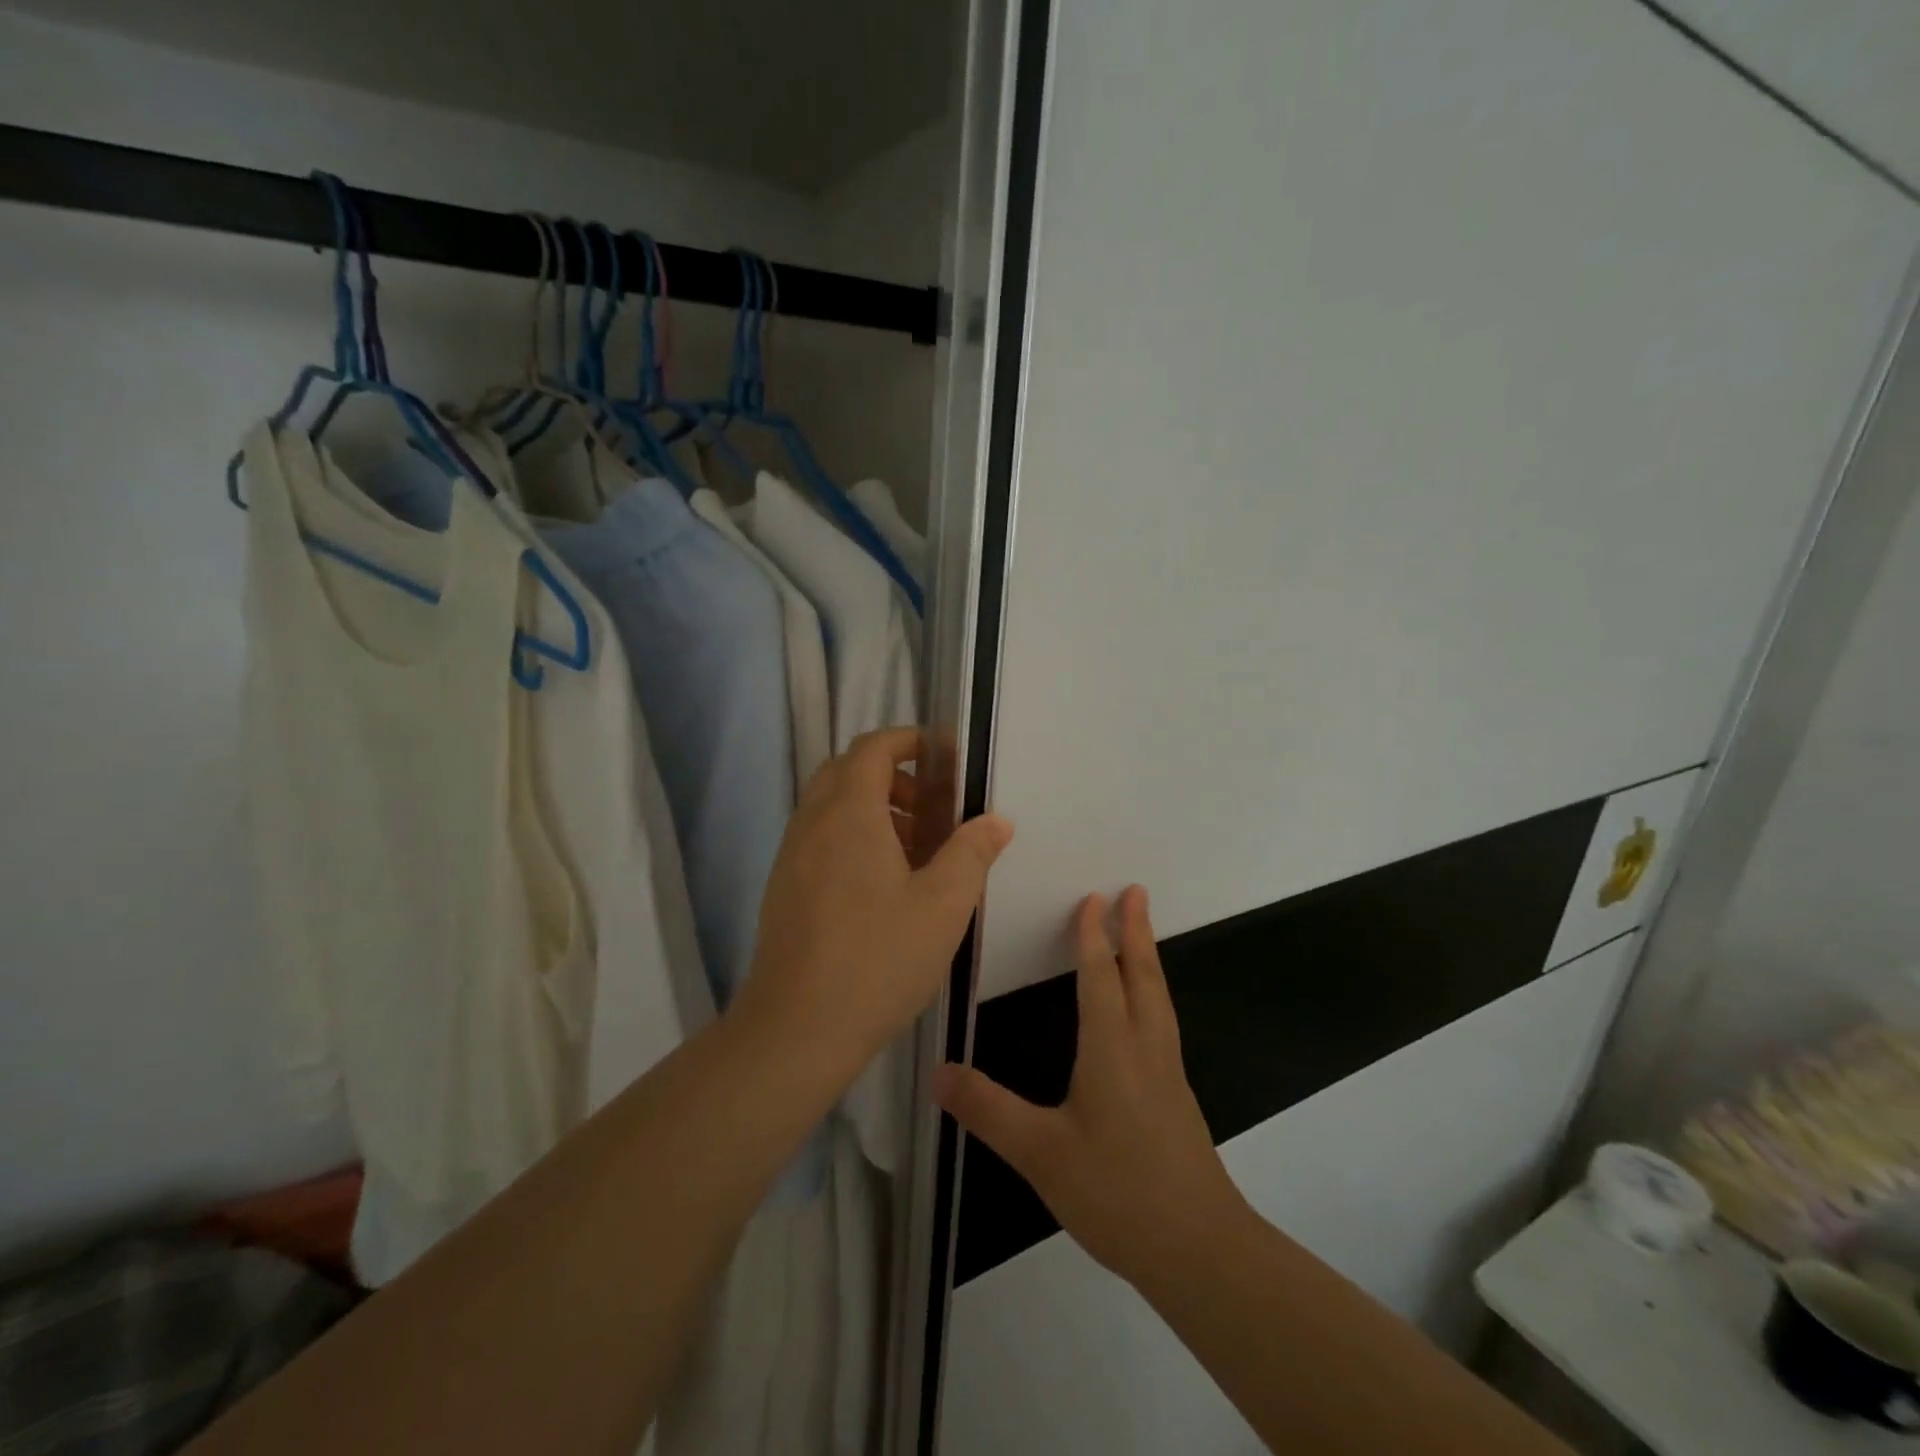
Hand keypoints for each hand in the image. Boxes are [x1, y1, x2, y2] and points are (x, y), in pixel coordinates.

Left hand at [735, 727, 1013, 1067]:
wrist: (796, 1029)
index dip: (909, 741)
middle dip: (893, 777)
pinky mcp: (783, 888)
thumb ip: (972, 853)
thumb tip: (996, 821)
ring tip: (916, 852)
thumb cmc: (877, 959)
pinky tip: (882, 887)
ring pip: (831, 807)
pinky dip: (852, 837)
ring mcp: (791, 856)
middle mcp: (813, 823)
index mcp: (849, 813)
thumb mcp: (943, 905)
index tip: (945, 758)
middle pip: (847, 771)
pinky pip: (820, 838)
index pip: (873, 748)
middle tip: (932, 808)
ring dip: (873, 810)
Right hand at [933, 887, 1251, 1288]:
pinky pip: (1163, 1023)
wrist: (1199, 1250)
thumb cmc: (1118, 1192)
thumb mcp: (1041, 1154)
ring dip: (1148, 958)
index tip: (1093, 898)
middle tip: (1136, 891)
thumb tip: (936, 1071)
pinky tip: (1146, 1013)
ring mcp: (1168, 1073)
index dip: (1093, 936)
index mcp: (1112, 1049)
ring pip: (1159, 998)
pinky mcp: (1177, 1098)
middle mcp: (1145, 1049)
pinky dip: (1153, 994)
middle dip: (1135, 931)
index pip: (1100, 977)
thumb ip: (988, 1110)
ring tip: (1142, 935)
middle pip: (1142, 976)